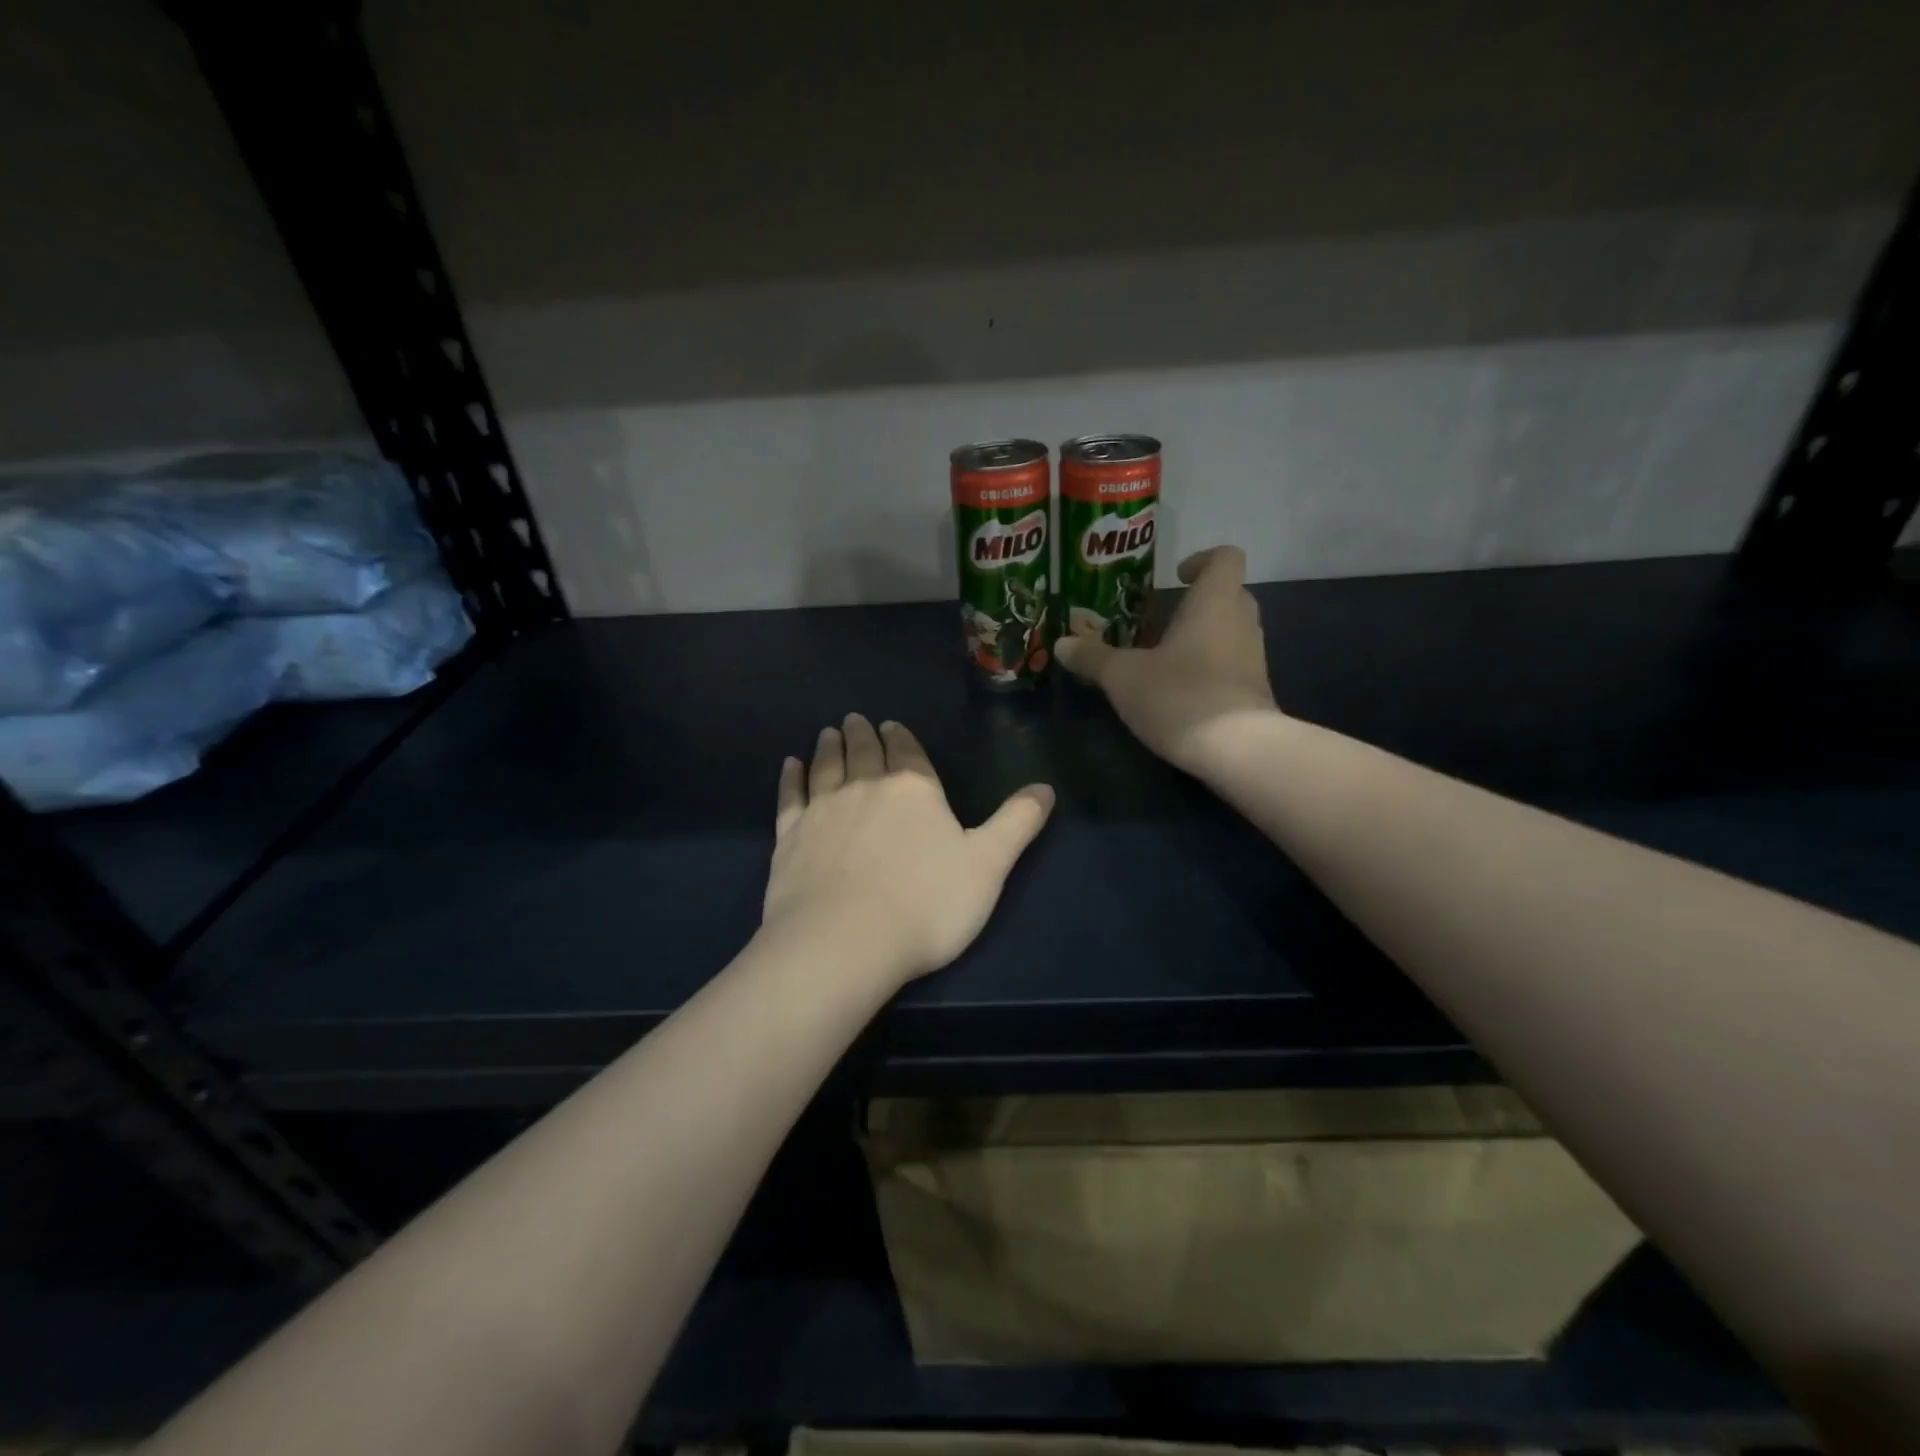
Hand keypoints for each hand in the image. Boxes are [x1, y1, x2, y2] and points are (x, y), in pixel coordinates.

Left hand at [762, 713, 1054, 984]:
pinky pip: (790, 797)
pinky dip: (791, 778)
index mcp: (914, 790)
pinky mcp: (789, 837)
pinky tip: (790, 766)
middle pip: (864, 752)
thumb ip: (1017, 823)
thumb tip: (1047, 787)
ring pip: (826, 767)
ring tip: (828, 732)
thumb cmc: (927, 904)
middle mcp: (866, 788)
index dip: (900, 737)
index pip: (907, 752)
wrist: (845, 942)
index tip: (889, 724)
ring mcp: (823, 810)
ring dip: (828, 747)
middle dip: (862, 734)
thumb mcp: (988, 865)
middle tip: (855, 719)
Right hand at [1054, 545, 1278, 771]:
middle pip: (1228, 593)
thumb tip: (1061, 644)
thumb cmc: (1180, 696)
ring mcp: (1254, 657)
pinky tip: (1179, 689)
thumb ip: (1092, 657)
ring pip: (1231, 630)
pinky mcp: (1255, 690)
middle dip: (1195, 602)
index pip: (1225, 558)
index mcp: (1213, 602)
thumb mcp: (1123, 677)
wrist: (1237, 750)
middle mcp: (1241, 621)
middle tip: (1159, 619)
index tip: (1175, 577)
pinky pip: (1232, 662)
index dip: (1202, 560)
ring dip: (1202, 635)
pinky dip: (1210, 666)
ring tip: (1163, 656)